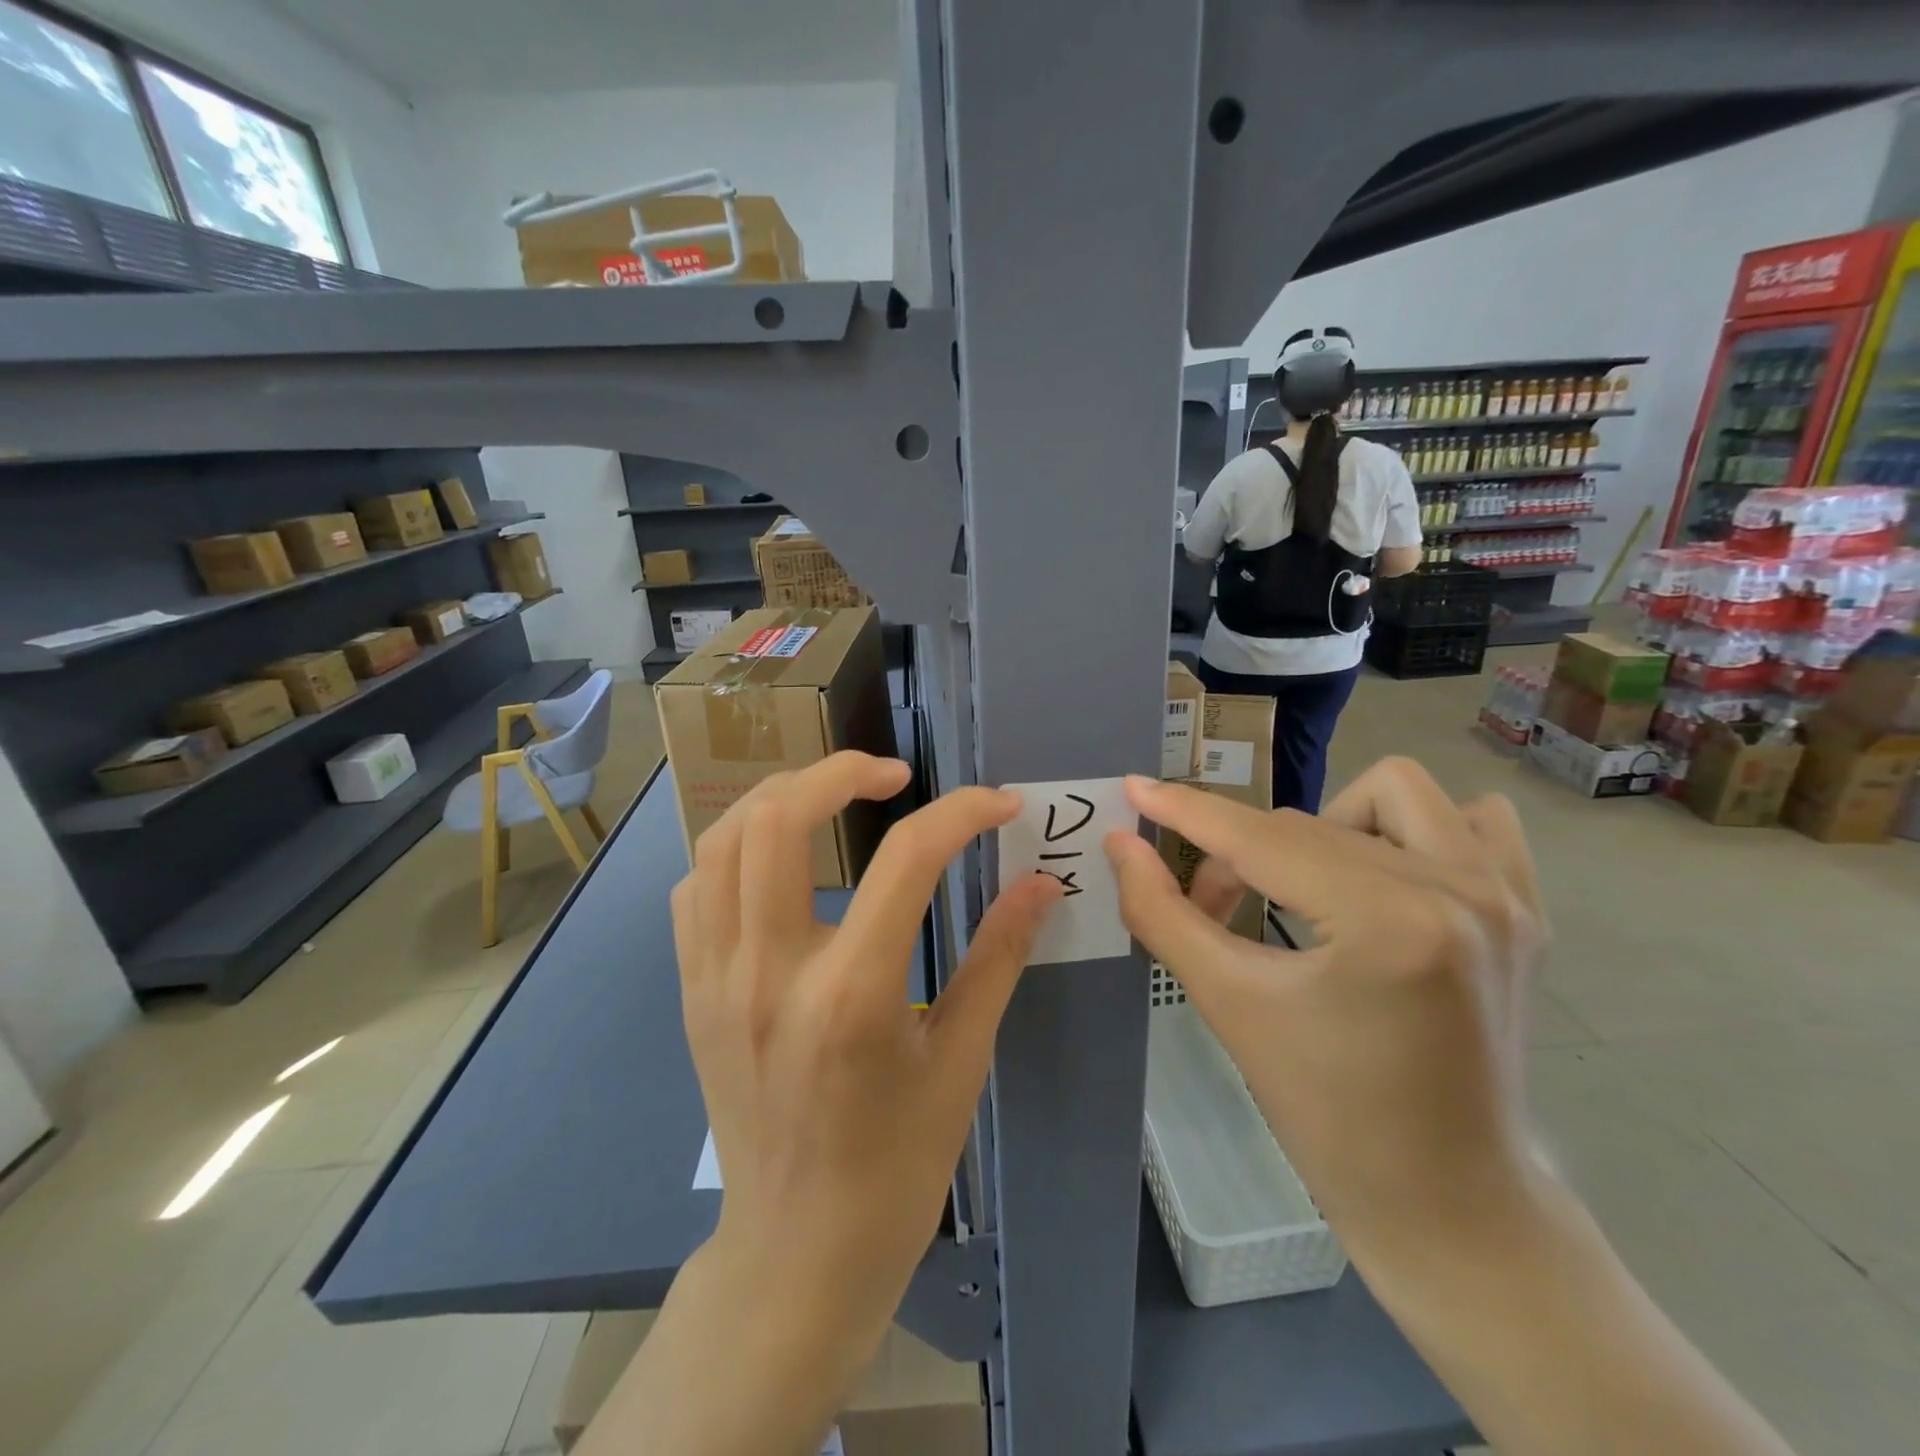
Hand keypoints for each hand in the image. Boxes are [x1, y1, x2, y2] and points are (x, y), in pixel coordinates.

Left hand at [673, 751, 1061, 1339]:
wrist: (796, 1255)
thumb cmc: (895, 1167)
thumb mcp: (962, 1062)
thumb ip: (1000, 957)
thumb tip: (1042, 884)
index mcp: (851, 996)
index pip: (908, 858)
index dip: (963, 813)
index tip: (998, 803)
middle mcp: (768, 972)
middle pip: (779, 818)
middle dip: (842, 771)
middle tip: (894, 776)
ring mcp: (715, 979)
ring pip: (722, 839)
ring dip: (782, 797)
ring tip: (833, 797)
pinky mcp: (691, 990)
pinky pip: (698, 887)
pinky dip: (739, 849)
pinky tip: (781, 861)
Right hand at [1104, 756, 1550, 1262]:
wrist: (1446, 1199)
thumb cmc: (1326, 1112)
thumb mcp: (1228, 1005)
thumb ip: (1162, 913)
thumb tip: (1120, 844)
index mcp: (1387, 921)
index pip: (1260, 839)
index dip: (1187, 811)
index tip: (1135, 789)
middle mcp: (1458, 889)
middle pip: (1307, 825)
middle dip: (1240, 859)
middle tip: (1211, 910)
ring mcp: (1504, 896)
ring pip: (1391, 792)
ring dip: (1328, 823)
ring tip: (1305, 883)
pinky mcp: (1526, 911)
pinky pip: (1471, 818)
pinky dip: (1414, 828)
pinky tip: (1384, 871)